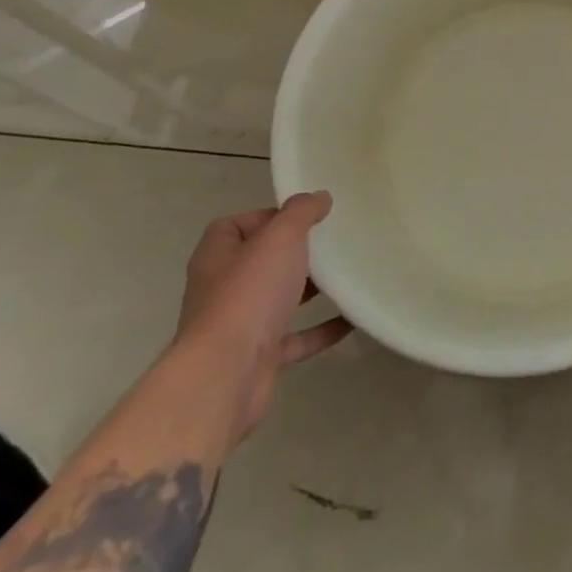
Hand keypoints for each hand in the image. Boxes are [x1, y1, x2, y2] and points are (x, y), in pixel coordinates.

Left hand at [174, 193, 350, 449]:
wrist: (226, 374)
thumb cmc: (249, 294)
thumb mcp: (280, 237)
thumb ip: (301, 212)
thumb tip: (318, 197)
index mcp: (217, 257)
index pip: (234, 226)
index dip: (266, 217)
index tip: (304, 216)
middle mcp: (222, 290)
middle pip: (259, 263)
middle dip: (294, 253)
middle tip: (332, 241)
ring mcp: (239, 326)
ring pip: (277, 300)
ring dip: (309, 290)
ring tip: (347, 273)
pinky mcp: (259, 358)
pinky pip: (297, 338)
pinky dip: (323, 329)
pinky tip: (353, 317)